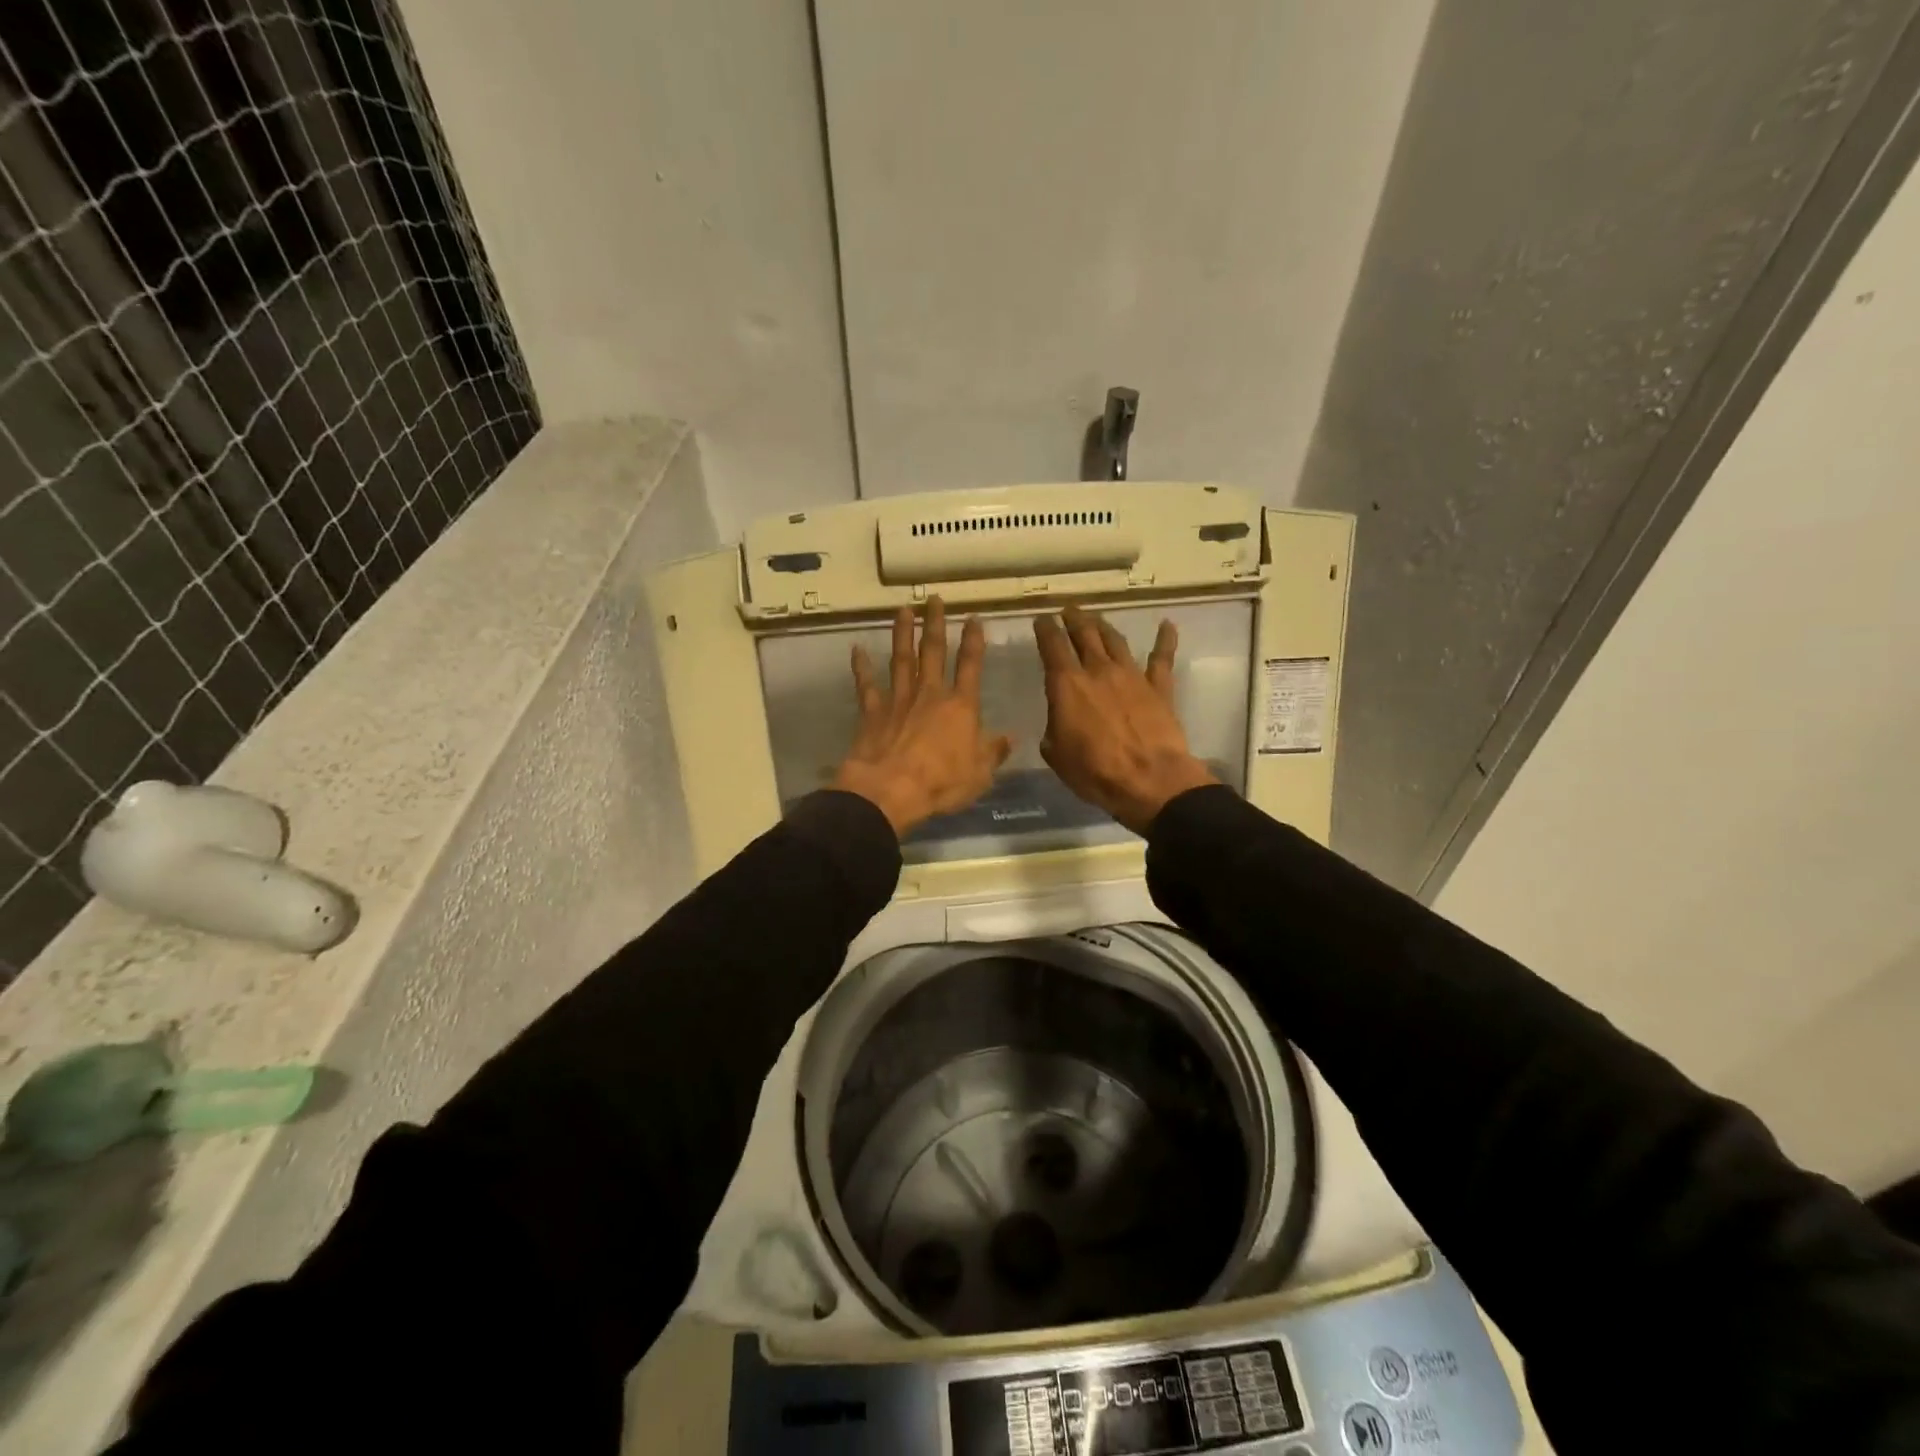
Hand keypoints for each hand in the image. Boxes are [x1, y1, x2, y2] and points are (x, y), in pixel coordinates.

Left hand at [832, 598, 1012, 836]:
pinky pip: (866, 685)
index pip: (970, 666)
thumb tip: (1011, 738)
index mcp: (961, 707)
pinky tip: (857, 649)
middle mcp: (930, 694)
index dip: (973, 641)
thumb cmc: (941, 783)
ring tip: (903, 609)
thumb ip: (994, 752)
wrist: (890, 790)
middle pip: (934, 652)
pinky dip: (861, 667)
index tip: (973, 618)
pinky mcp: (872, 712)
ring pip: (902, 659)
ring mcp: (898, 700)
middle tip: (934, 599)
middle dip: (935, 624)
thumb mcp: (979, 773)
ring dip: (903, 633)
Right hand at [1035, 605, 1217, 833]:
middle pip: (1085, 634)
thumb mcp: (1057, 754)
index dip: (1045, 629)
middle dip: (1074, 619)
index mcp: (1067, 685)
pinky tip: (1167, 625)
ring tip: (1096, 618)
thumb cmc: (1095, 772)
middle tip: (1068, 610)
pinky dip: (1165, 639)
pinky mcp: (1159, 688)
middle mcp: (1098, 671)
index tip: (1041, 619)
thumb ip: (1054, 730)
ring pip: (1115, 640)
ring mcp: (1132, 676)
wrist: (1149, 780)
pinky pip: (1162, 658)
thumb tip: (1059, 723)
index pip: (1052, 646)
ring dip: (1104, 626)